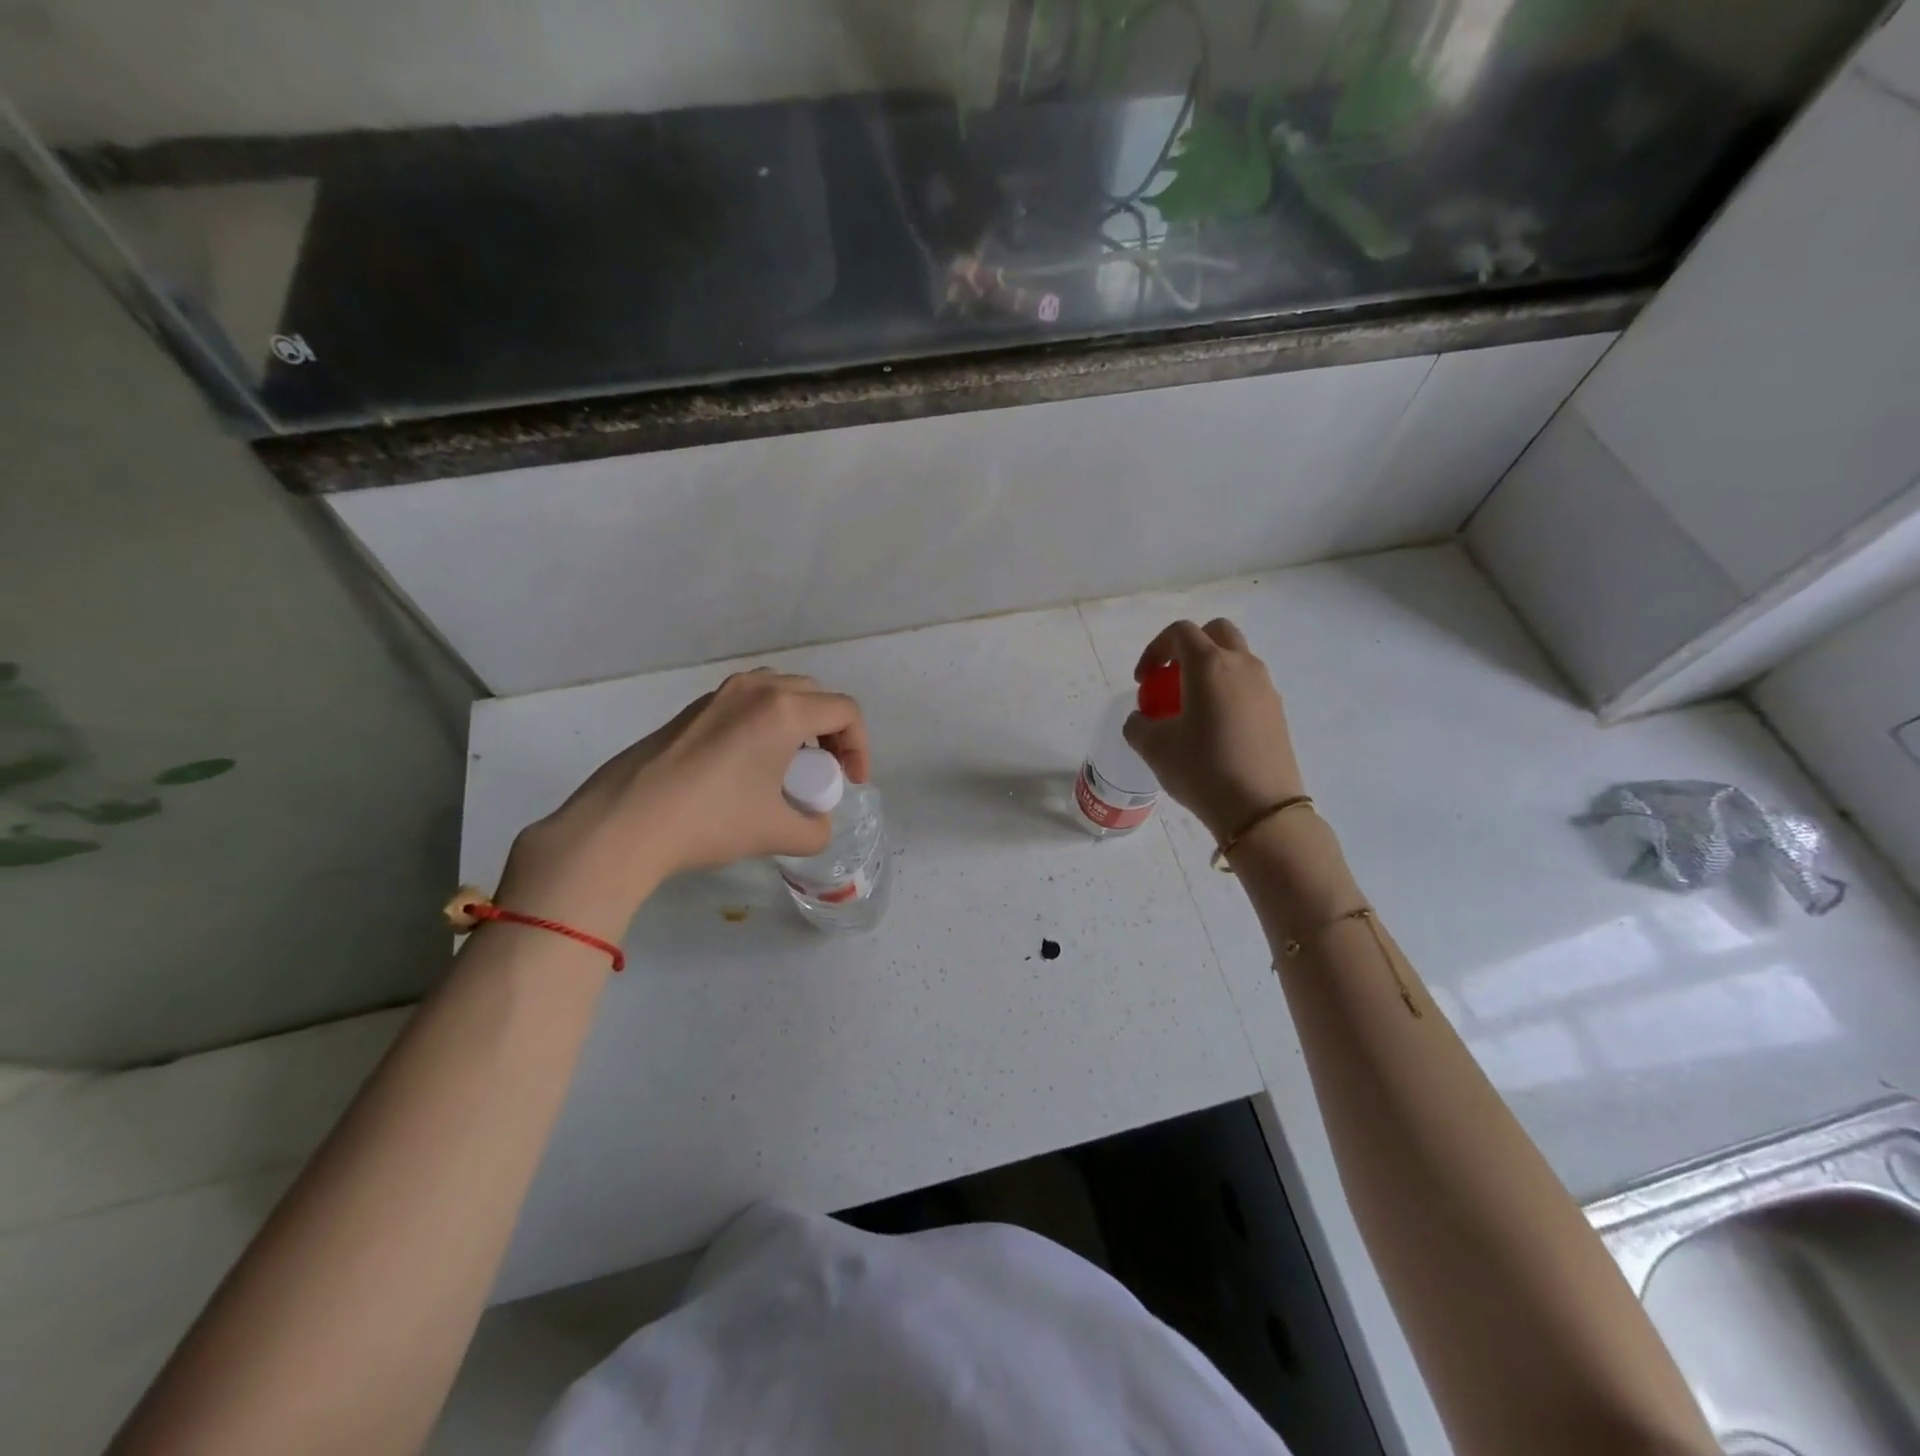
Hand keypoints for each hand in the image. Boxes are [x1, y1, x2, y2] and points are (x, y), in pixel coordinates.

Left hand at [497, 670, 869, 937]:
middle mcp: (756, 689)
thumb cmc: (711, 821)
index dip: (860, 748)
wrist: (625, 822)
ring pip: (781, 692)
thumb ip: (816, 829)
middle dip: (832, 732)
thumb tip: (817, 825)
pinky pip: (749, 701)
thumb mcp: (777, 833)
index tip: (851, 784)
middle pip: (816, 696)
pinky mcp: (695, 708)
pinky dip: (767, 722)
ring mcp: (721, 694)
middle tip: (825, 772)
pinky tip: (749, 764)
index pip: (845, 712)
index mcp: (784, 711)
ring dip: (799, 722)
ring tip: (790, 764)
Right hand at [1123, 618, 1305, 842]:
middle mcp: (1242, 666)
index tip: (1143, 681)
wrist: (1259, 809)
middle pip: (1217, 632)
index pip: (1180, 632)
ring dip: (1210, 670)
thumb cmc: (1201, 769)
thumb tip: (1143, 719)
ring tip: (1191, 707)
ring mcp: (1265, 687)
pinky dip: (1227, 692)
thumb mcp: (1153, 747)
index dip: (1154, 649)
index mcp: (1209, 665)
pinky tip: (1214, 729)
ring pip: (1236, 659)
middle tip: (1171, 678)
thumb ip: (1138, 724)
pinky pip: (1248, 686)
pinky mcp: (1277, 711)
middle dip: (1189, 648)